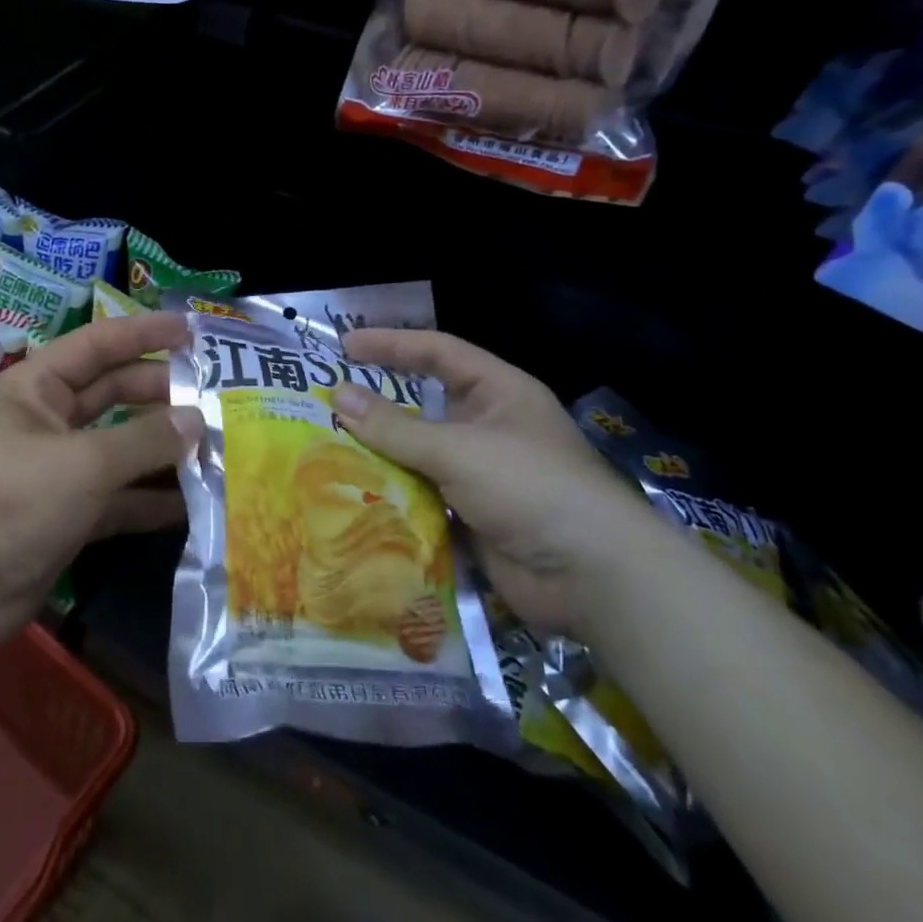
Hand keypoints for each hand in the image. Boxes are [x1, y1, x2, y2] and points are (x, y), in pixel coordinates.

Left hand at [0, 312, 202, 650]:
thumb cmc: (13, 499)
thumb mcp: (84, 462)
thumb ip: (145, 439)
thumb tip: (198, 419)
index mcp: (37, 387)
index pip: (99, 344)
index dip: (145, 333)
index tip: (193, 331)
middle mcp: (47, 421)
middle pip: (113, 394)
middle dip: (161, 394)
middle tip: (215, 397)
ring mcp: (57, 470)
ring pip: (120, 448)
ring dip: (162, 449)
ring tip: (216, 447)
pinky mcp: (67, 516)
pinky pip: (117, 498)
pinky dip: (150, 499)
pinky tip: (192, 502)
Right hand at [334, 330, 664, 638]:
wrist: (593, 577)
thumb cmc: (530, 487)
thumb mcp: (457, 448)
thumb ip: (395, 426)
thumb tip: (338, 396)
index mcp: (498, 392)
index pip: (438, 353)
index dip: (392, 344)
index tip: (345, 346)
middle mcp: (490, 426)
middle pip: (425, 405)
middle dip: (380, 406)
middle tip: (328, 402)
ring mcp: (482, 474)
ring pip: (420, 454)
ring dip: (382, 455)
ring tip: (328, 450)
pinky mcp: (473, 515)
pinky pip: (424, 496)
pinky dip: (394, 496)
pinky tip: (354, 497)